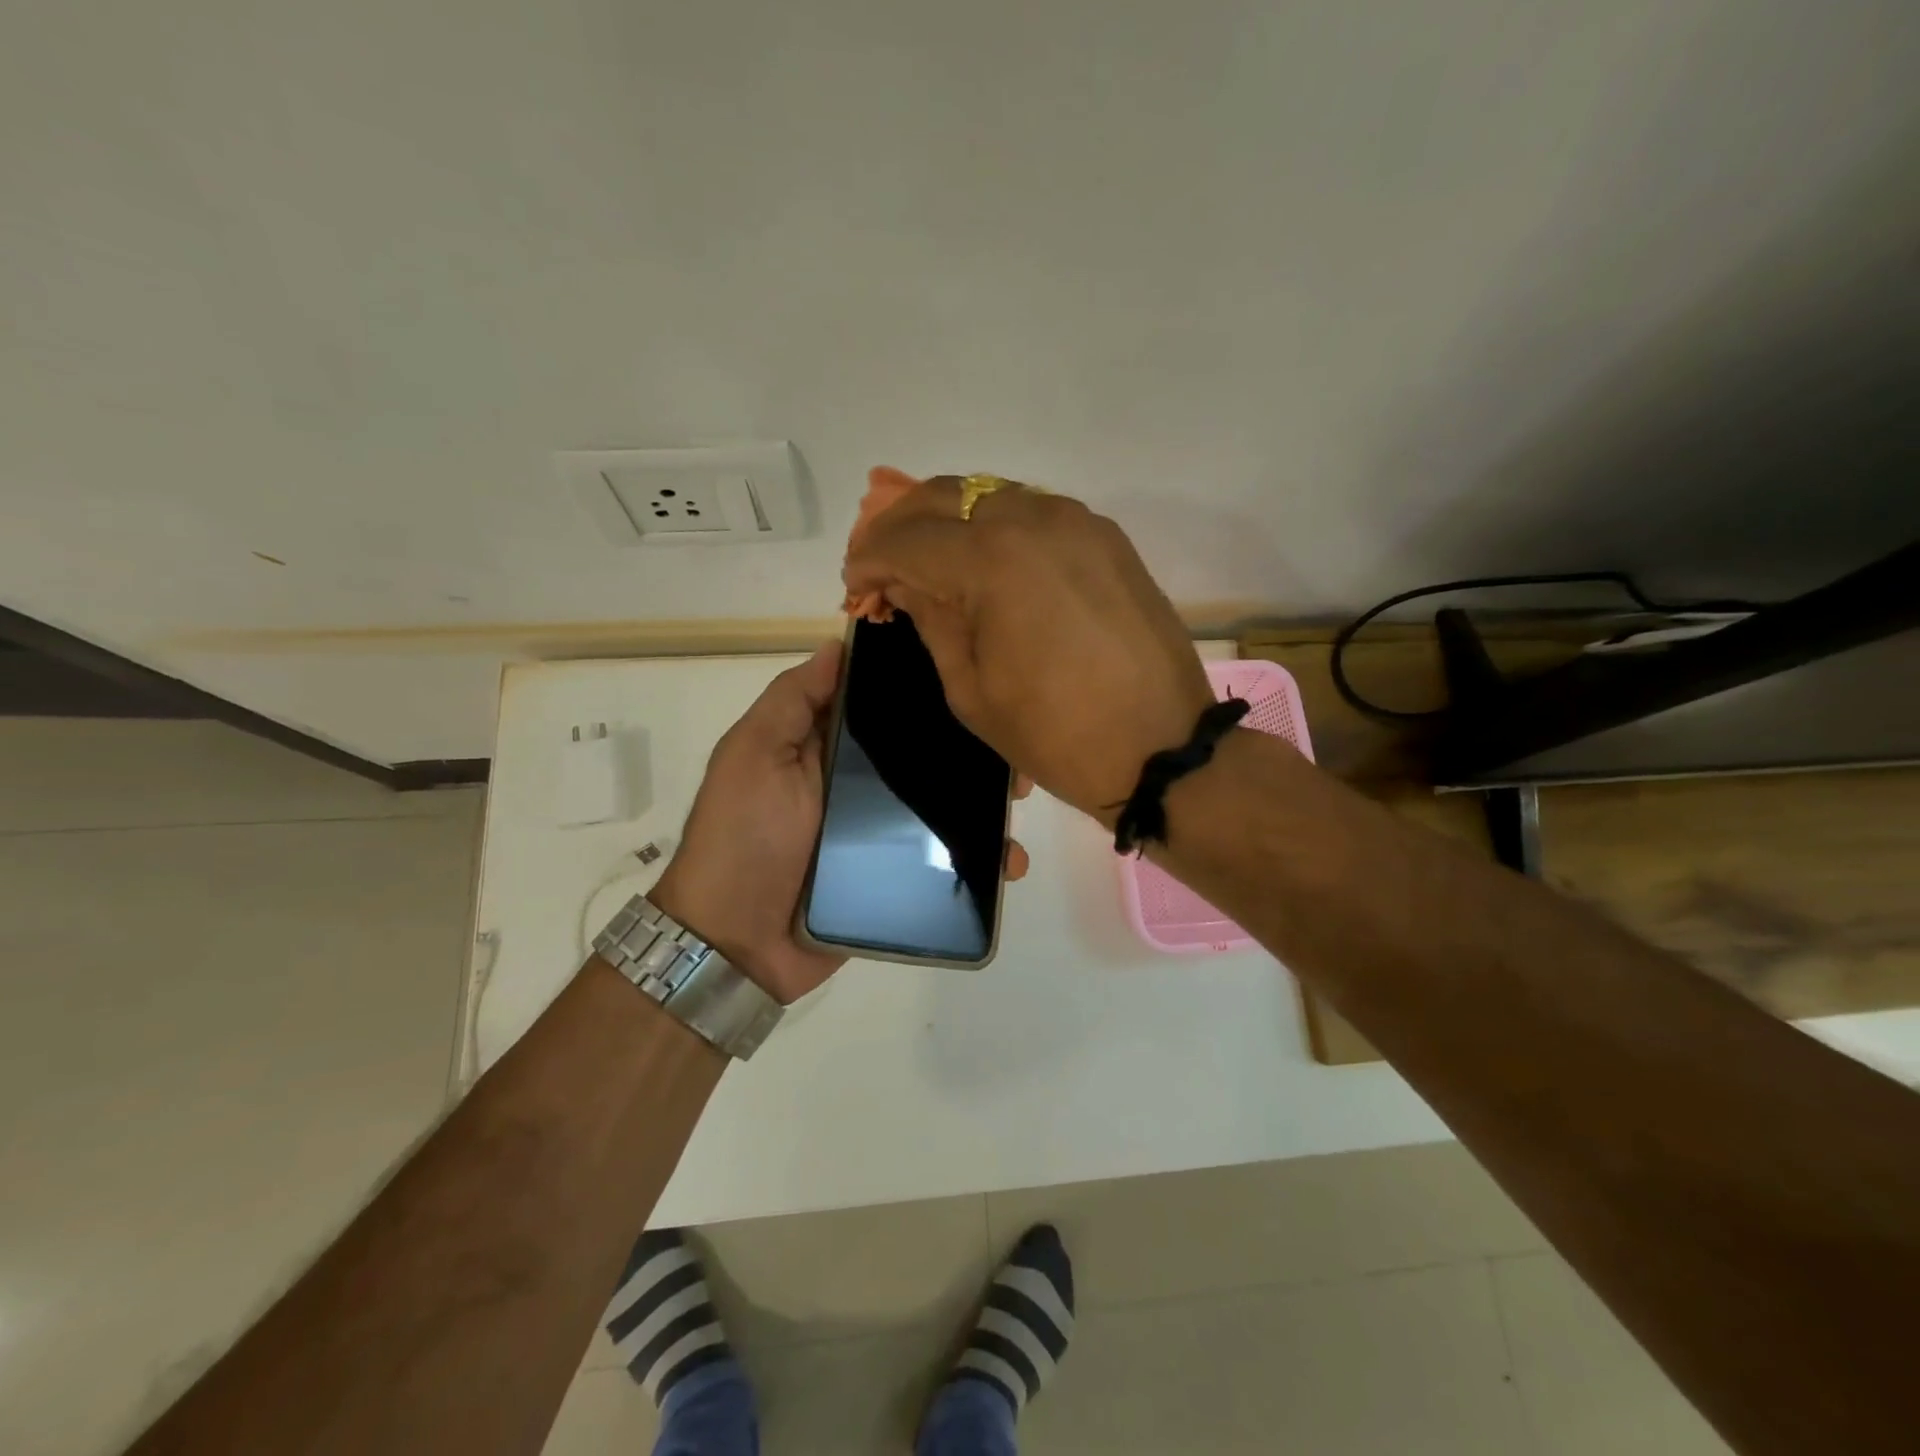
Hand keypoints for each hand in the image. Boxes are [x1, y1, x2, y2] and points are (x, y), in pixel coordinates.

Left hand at [650, 642, 1031, 1002]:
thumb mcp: (754, 755)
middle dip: (970, 750)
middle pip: (923, 757)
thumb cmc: (743, 837)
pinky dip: (978, 859)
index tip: (972, 683)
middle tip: (1010, 750)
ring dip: (983, 802)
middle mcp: (857, 785)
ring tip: (1017, 804)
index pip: (883, 708)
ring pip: (942, 806)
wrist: (736, 943)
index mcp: (826, 748)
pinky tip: (1009, 859)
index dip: (924, 694)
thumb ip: (792, 701)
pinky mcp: (895, 878)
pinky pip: (943, 860)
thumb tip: (837, 644)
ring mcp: (879, 833)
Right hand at [843, 475, 1212, 824]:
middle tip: (883, 564)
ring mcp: (1078, 522)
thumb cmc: (1054, 734)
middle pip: (946, 496)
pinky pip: (1034, 513)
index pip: (907, 539)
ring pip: (991, 495)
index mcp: (992, 561)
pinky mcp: (1106, 538)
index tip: (855, 585)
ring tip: (929, 561)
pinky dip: (996, 528)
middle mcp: (1034, 520)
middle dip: (901, 525)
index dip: (869, 559)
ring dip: (950, 520)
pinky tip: (985, 562)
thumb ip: (932, 621)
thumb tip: (905, 583)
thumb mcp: (970, 689)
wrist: (1159, 747)